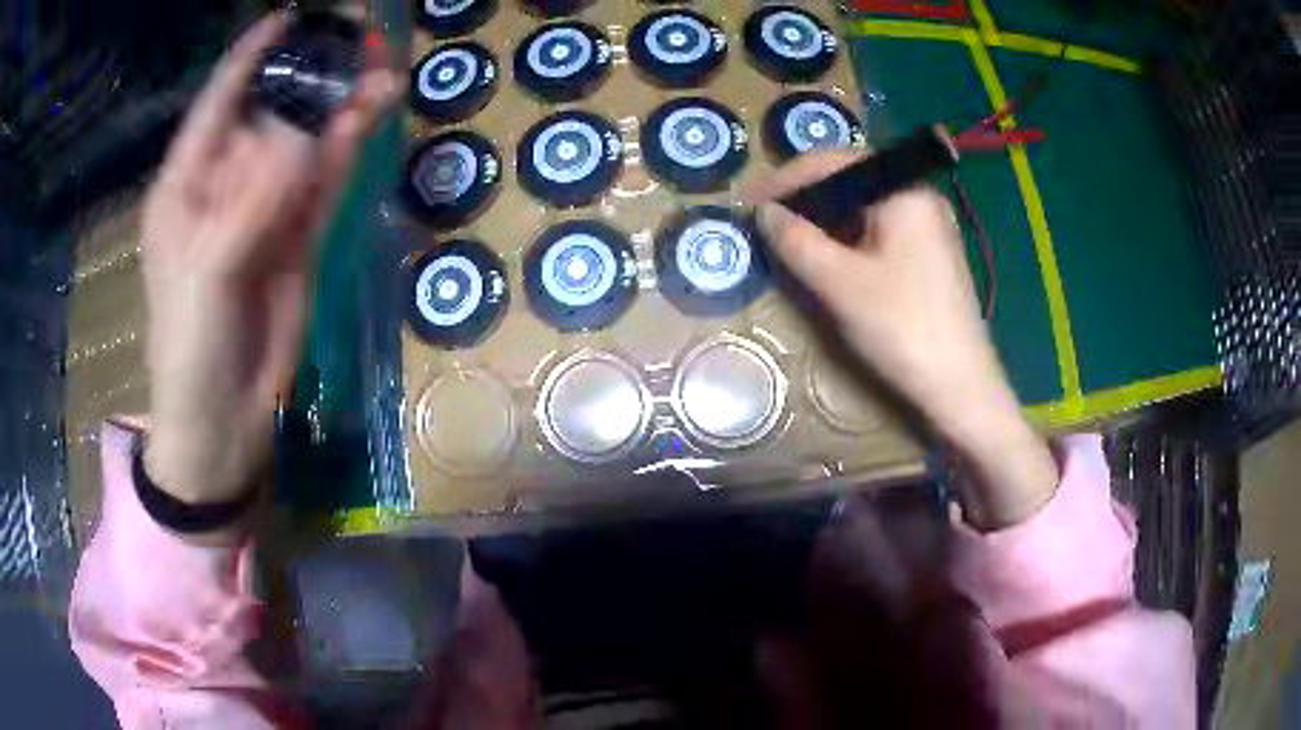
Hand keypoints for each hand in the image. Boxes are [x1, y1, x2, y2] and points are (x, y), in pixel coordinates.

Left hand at [141, 14, 398, 510]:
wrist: (222, 417)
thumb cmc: (189, 344)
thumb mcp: (206, 270)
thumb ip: (252, 202)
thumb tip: (308, 140)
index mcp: (187, 184)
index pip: (219, 102)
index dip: (251, 56)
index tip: (289, 16)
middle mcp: (225, 184)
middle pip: (271, 113)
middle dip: (309, 76)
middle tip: (356, 38)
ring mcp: (265, 209)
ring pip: (305, 143)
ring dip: (340, 108)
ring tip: (382, 71)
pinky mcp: (298, 237)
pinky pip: (324, 182)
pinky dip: (347, 150)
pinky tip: (371, 117)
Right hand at [746, 151, 1057, 528]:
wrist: (960, 387)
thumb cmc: (902, 328)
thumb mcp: (839, 283)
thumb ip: (796, 240)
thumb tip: (764, 212)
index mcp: (903, 191)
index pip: (835, 162)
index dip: (786, 179)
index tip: (749, 199)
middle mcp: (919, 197)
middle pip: (851, 181)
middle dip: (805, 197)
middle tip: (766, 219)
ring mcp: (929, 227)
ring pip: (864, 208)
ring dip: (825, 219)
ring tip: (788, 237)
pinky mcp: (930, 255)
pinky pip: (880, 231)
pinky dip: (848, 238)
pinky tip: (828, 256)